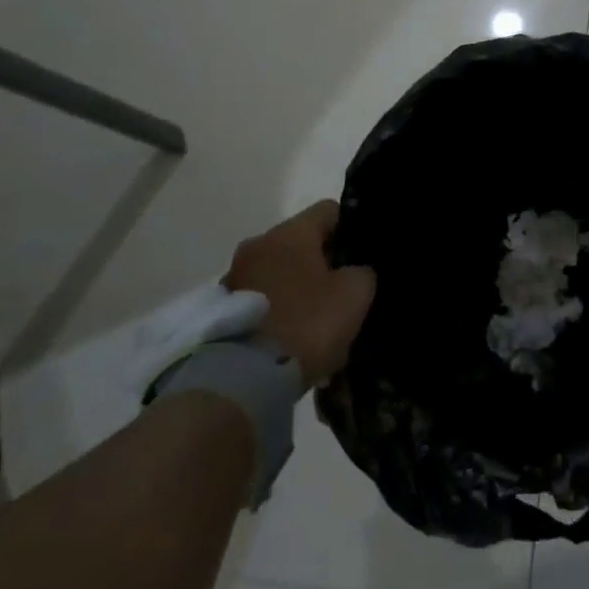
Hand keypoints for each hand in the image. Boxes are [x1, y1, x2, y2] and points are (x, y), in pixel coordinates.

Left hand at [224, 201, 374, 384]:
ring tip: (321, 321)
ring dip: (301, 289)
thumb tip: (354, 271)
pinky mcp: (224, 310)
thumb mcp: (355, 293)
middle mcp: (258, 245)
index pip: (329, 210)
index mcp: (290, 232)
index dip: (351, 228)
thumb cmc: (308, 322)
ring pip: (282, 272)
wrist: (246, 378)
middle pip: (302, 243)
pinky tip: (297, 337)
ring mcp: (236, 277)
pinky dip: (281, 311)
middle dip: (325, 263)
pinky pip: (264, 300)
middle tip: (347, 290)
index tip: (364, 255)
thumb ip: (362, 271)